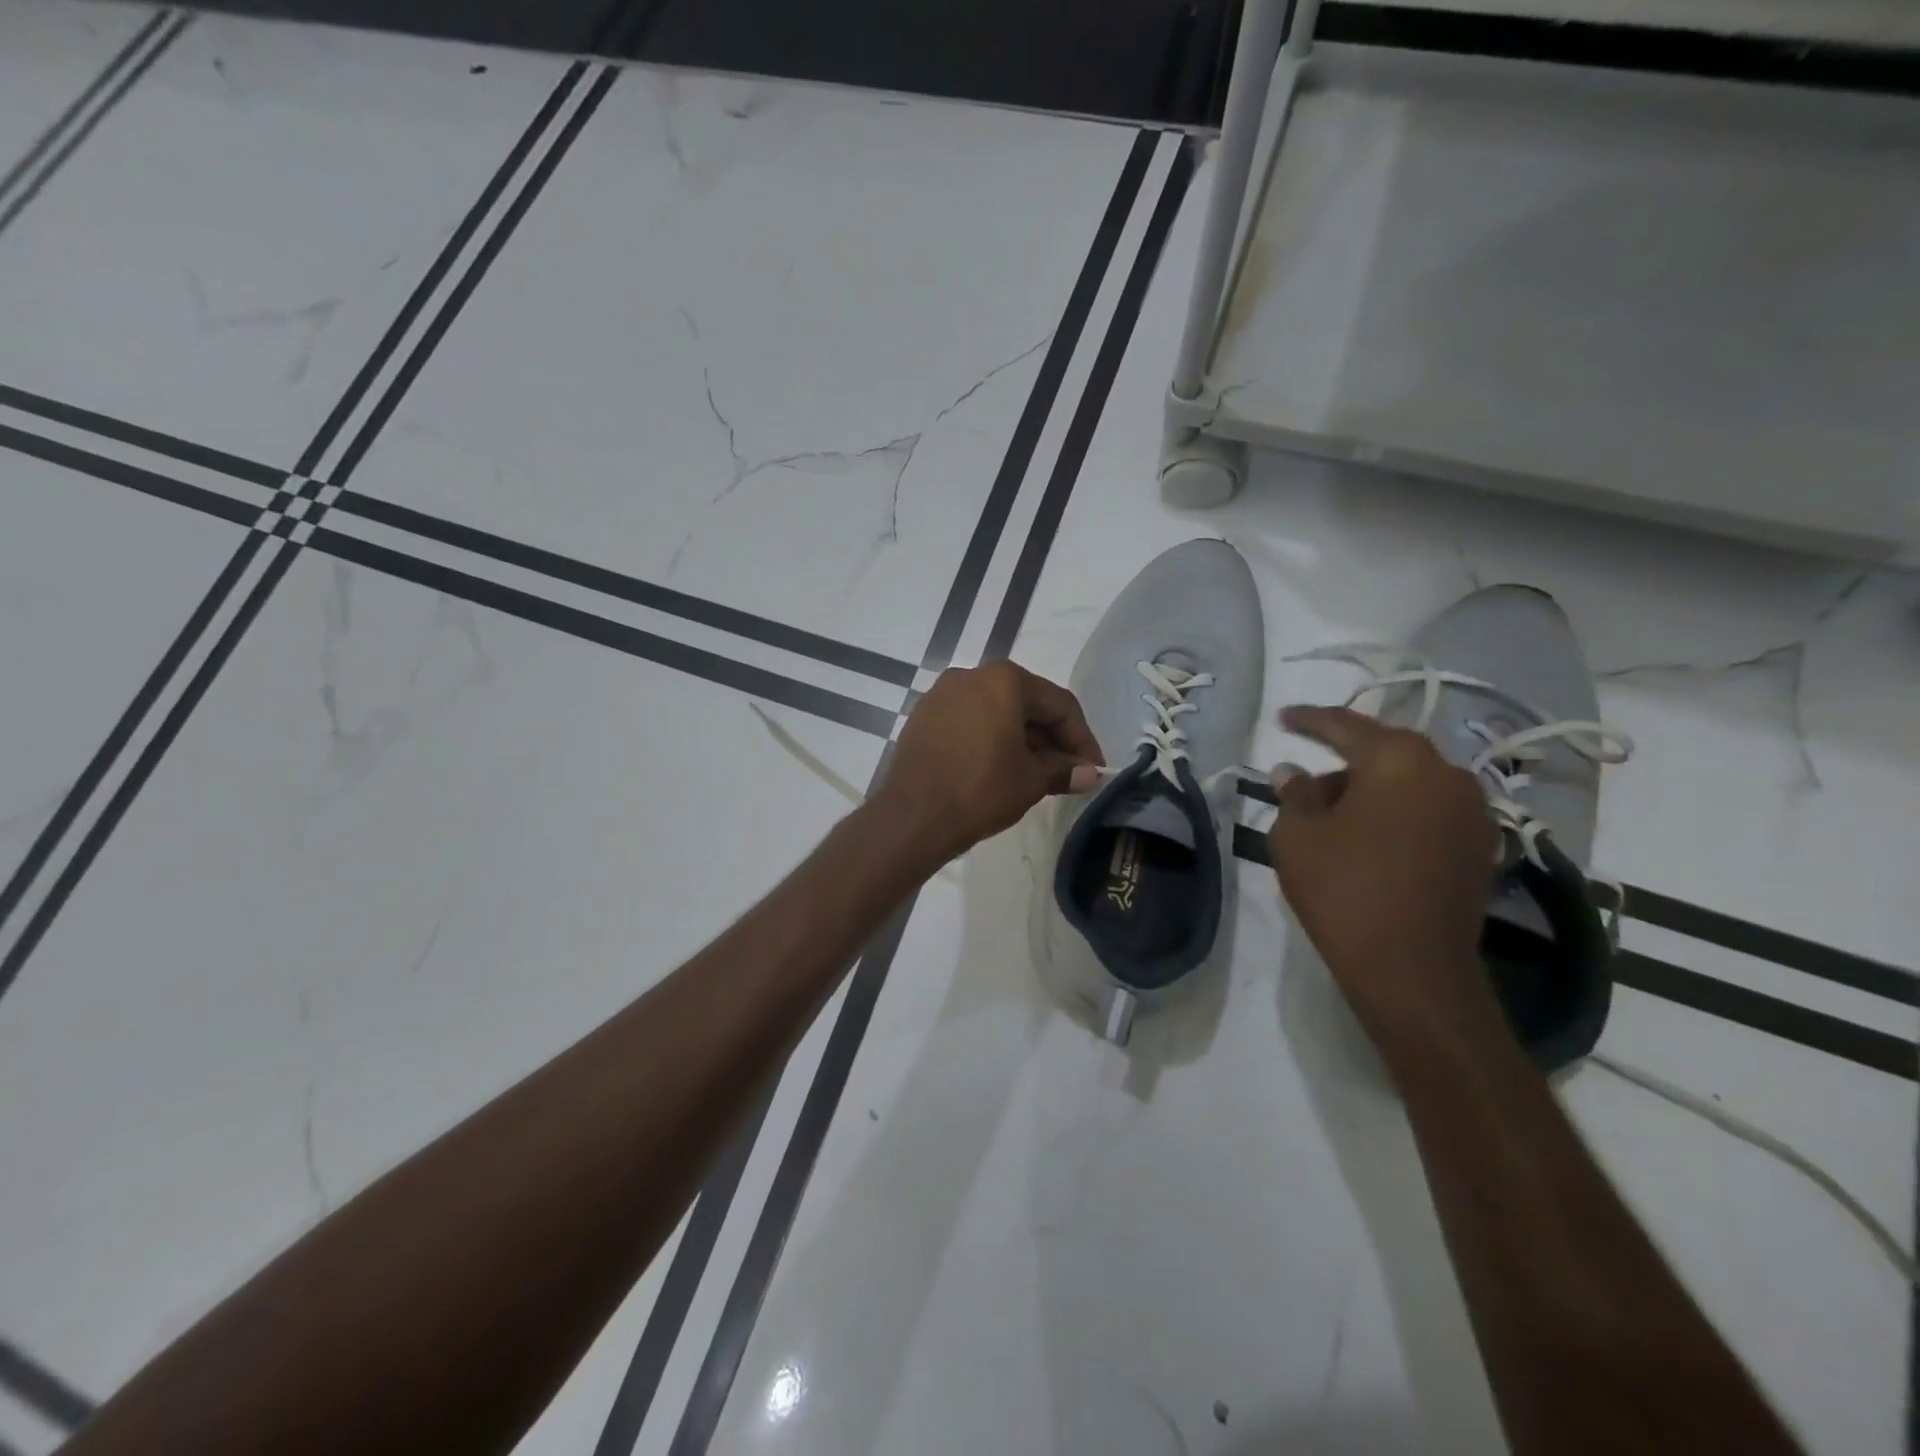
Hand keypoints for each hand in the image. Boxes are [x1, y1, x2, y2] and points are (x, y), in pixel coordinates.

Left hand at [877, 661, 1103, 865]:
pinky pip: (969, 722)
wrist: (912, 817)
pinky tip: (998, 768)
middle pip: (1026, 703)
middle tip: (1068, 772)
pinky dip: (990, 740)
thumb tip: (1088, 773)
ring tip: (1036, 774)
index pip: (1059, 704)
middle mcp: (971, 676)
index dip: (1082, 738)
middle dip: (1051, 738)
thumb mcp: (1031, 780)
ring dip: (1021, 740)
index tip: (1094, 768)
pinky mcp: (922, 717)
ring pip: (996, 712)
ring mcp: (941, 694)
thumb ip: (1064, 769)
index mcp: (1004, 680)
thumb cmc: (980, 790)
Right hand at [1267, 706, 1502, 1056]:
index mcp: (1399, 760)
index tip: (1283, 718)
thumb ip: (1295, 794)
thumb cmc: (1344, 889)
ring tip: (1333, 814)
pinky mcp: (1480, 847)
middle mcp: (1446, 774)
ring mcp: (1472, 811)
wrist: (1412, 969)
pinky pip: (1428, 811)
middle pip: (1385, 753)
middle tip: (1306, 778)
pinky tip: (1369, 837)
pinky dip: (1397, 813)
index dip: (1309, 720)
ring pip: (1409, 782)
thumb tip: (1293, 773)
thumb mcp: (1298, 836)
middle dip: (1343, 760)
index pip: (1346, 725)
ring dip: (1371, 789)